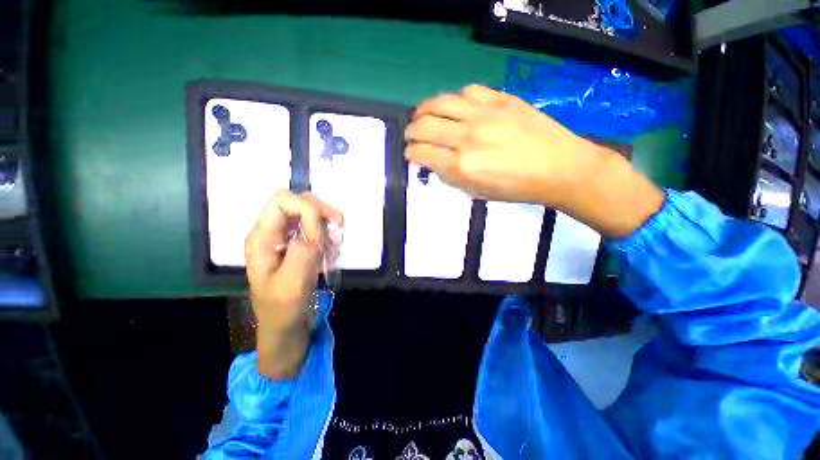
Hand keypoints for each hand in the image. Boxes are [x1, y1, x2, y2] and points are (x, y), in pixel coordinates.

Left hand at [244, 190, 342, 379]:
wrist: (284, 326)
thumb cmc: (282, 310)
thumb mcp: (290, 285)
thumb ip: (301, 253)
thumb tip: (314, 231)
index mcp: (262, 238)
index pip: (283, 200)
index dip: (307, 210)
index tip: (320, 236)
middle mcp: (272, 232)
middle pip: (298, 202)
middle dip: (322, 213)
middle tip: (338, 231)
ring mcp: (286, 238)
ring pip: (310, 213)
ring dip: (327, 225)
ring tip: (334, 247)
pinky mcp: (298, 245)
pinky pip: (317, 229)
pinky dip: (329, 236)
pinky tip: (332, 252)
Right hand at [404, 85, 663, 237]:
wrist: (558, 168)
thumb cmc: (516, 188)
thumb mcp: (477, 193)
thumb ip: (452, 177)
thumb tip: (434, 164)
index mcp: (462, 166)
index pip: (422, 154)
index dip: (411, 154)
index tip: (410, 154)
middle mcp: (467, 137)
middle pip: (425, 125)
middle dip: (411, 131)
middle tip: (411, 135)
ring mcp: (484, 114)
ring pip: (440, 102)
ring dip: (424, 109)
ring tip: (421, 115)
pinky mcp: (500, 99)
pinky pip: (467, 91)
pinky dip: (454, 99)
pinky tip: (455, 107)